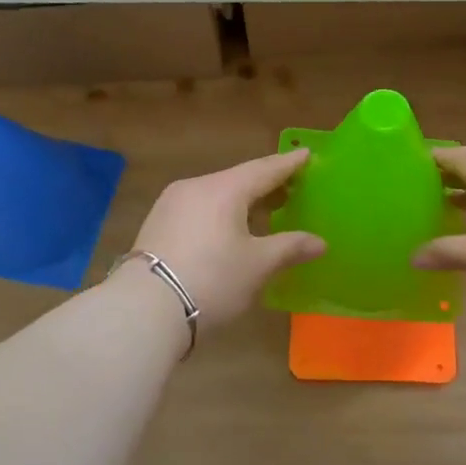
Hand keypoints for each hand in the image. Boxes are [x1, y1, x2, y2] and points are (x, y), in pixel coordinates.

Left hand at [124, 150, 324, 330]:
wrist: (145, 310)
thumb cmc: (213, 280)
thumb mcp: (258, 266)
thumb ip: (290, 248)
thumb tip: (320, 242)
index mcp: (224, 189)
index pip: (264, 169)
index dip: (289, 164)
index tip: (307, 154)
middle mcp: (195, 187)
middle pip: (238, 180)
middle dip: (266, 185)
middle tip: (292, 189)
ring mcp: (171, 205)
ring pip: (216, 195)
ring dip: (242, 202)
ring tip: (264, 213)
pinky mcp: (157, 226)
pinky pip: (199, 211)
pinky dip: (220, 214)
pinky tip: (229, 231)